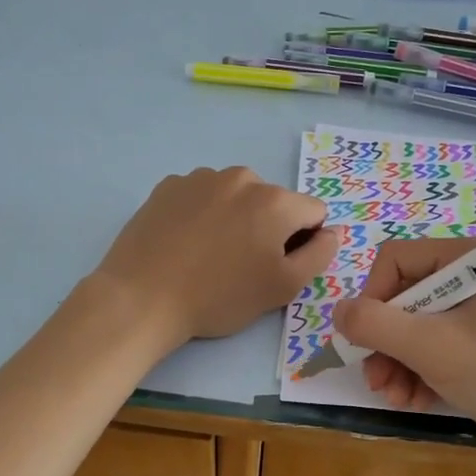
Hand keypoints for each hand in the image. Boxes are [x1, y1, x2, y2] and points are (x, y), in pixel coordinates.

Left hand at [93, 167, 340, 347]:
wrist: (142, 297)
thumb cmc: (219, 297)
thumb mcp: (281, 288)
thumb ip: (319, 255)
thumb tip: (332, 232)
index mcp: (275, 201)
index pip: (313, 213)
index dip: (304, 242)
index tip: (277, 266)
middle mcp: (241, 178)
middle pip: (273, 202)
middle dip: (267, 228)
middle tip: (241, 266)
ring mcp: (201, 177)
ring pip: (236, 197)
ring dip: (234, 219)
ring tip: (209, 256)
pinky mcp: (168, 186)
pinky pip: (201, 197)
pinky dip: (202, 215)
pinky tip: (184, 244)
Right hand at [334, 237, 475, 442]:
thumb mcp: (431, 347)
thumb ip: (376, 324)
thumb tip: (338, 311)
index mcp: (471, 259)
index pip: (398, 260)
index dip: (372, 298)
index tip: (365, 339)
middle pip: (408, 297)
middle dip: (386, 342)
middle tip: (376, 380)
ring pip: (423, 326)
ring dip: (401, 363)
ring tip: (395, 397)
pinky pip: (446, 345)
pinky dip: (426, 370)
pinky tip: (417, 400)